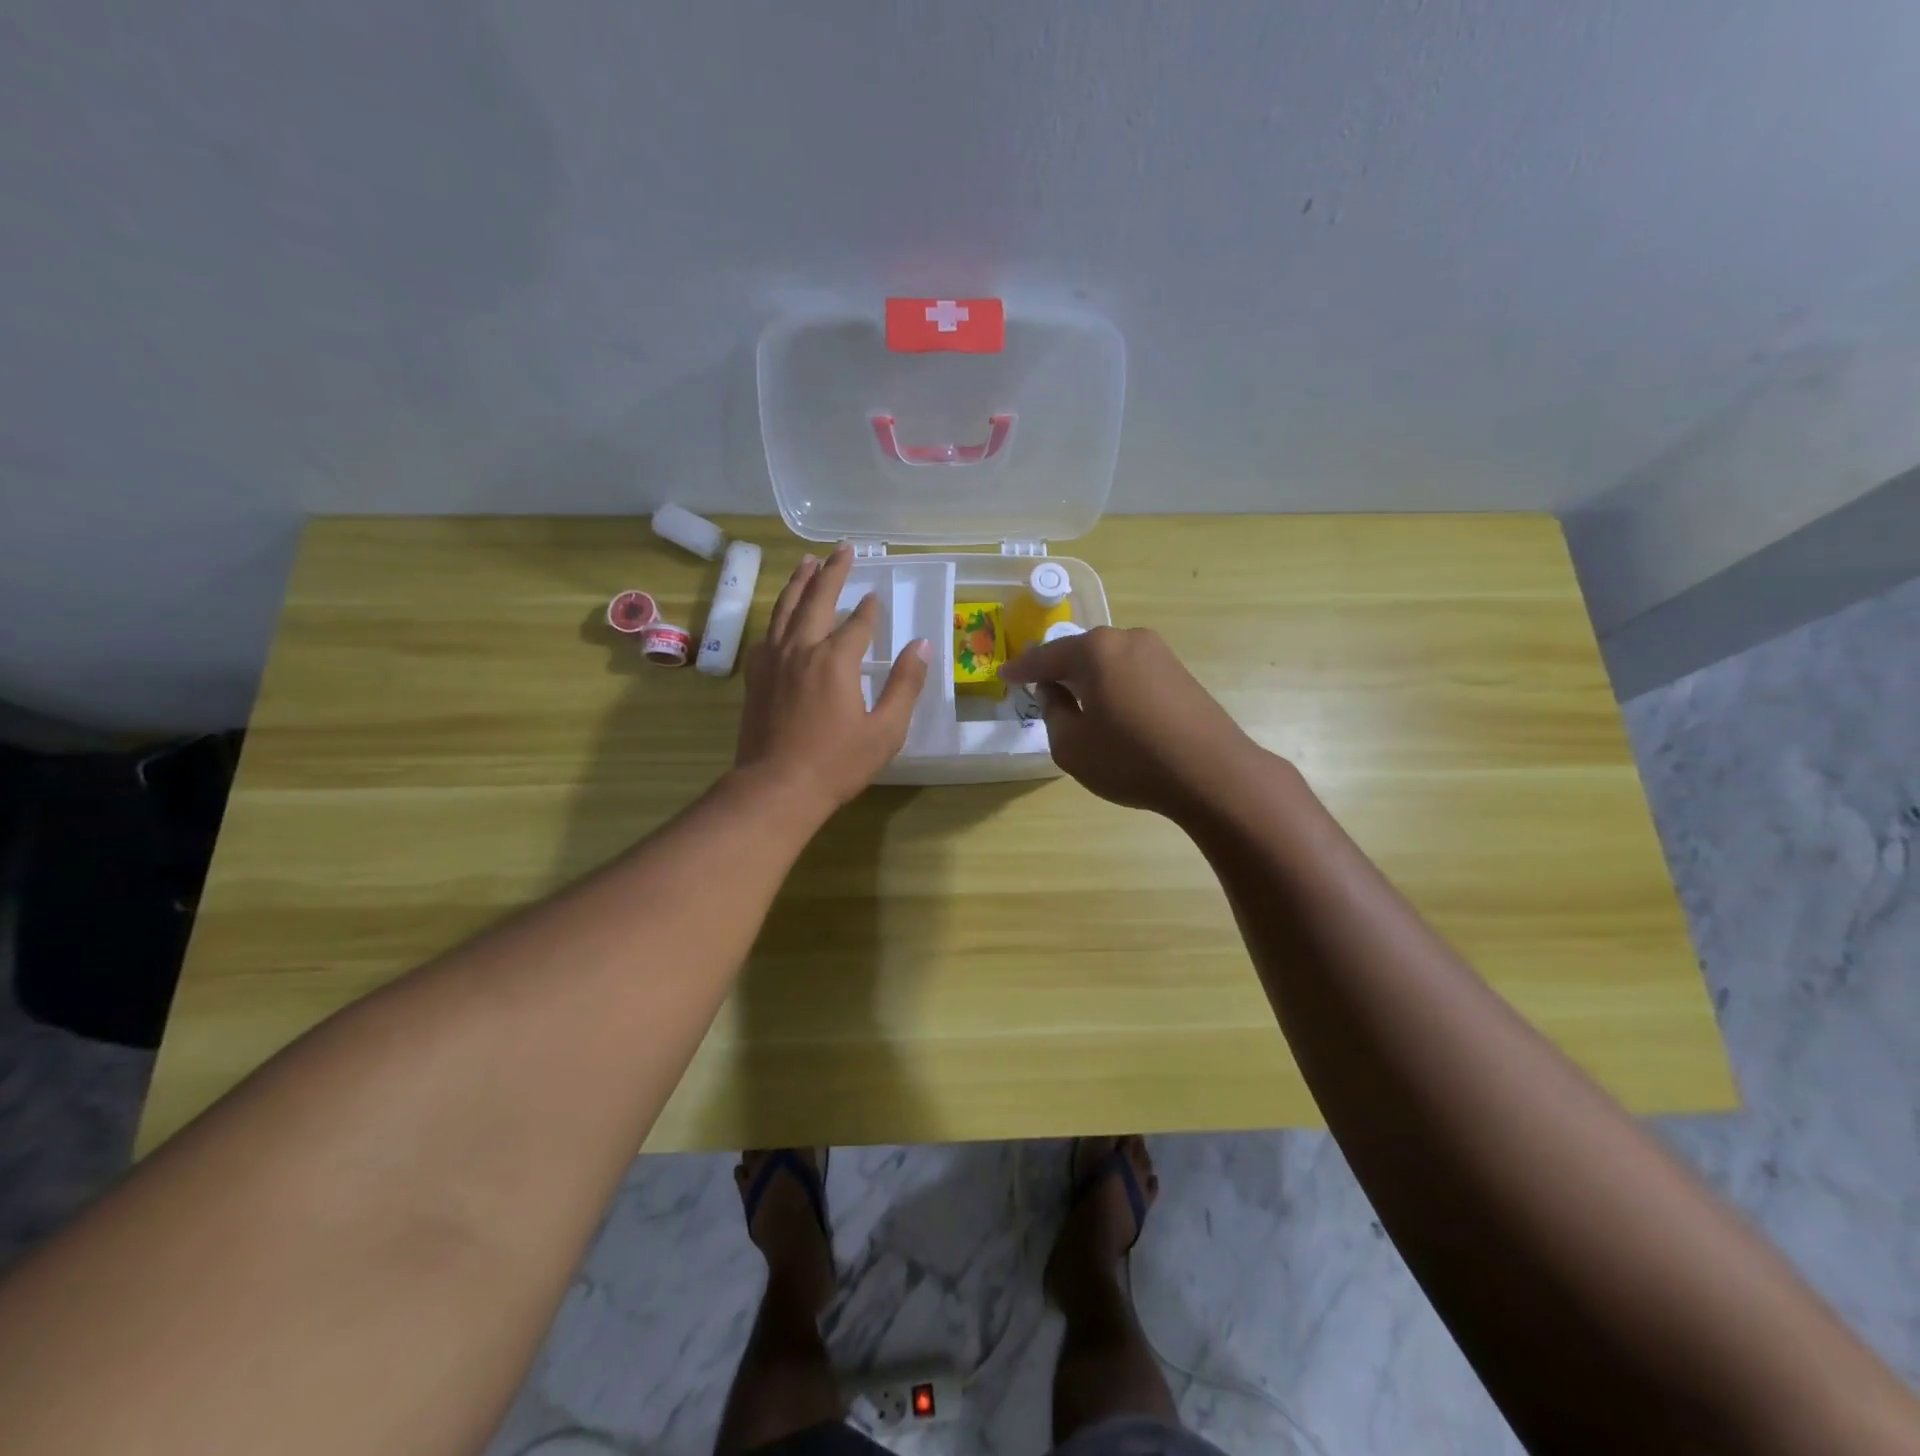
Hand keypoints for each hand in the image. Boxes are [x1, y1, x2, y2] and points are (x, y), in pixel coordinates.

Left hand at [734, 543, 930, 817]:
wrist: (776, 788)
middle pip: (817, 600)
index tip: (877, 596)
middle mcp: (802, 649)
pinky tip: (780, 615)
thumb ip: (905, 685)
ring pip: (785, 609)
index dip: (870, 610)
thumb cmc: (837, 764)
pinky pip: (766, 633)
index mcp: (836, 660)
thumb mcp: (885, 730)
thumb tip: (921, 645)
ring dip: (798, 582)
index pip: (858, 623)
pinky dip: (776, 615)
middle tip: (842, 549)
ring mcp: (773, 660)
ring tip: (806, 562)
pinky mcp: (756, 676)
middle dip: (832, 572)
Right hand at [999, 626, 1267, 819]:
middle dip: (1058, 670)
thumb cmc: (1131, 759)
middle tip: (1039, 688)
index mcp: (1095, 650)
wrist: (1213, 774)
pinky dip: (1114, 686)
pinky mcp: (1181, 673)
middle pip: (1081, 652)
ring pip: (1109, 662)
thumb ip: (1052, 712)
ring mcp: (1160, 653)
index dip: (1022, 669)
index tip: (1004, 675)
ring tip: (1076, 703)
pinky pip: (1132, 673)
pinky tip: (1113, 711)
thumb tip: (1053, 691)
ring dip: (1089, 679)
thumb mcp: (1071, 745)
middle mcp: (1128, 639)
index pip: (1046, 657)